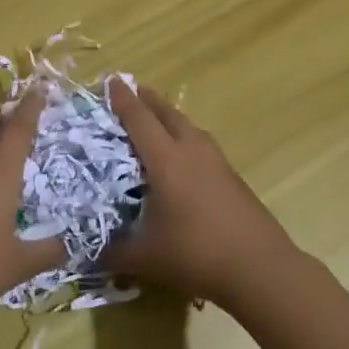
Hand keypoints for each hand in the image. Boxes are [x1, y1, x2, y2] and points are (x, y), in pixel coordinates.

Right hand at [106, 82, 301, 307]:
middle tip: (131, 92)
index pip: (139, 119)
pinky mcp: (231, 176)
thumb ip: (113, 252)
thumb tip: (88, 253)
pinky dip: (184, 137)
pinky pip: (200, 144)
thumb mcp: (145, 258)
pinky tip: (181, 156)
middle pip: (167, 114)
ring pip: (188, 126)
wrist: (260, 268)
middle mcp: (192, 151)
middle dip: (147, 100)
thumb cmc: (197, 255)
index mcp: (166, 160)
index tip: (110, 80)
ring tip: (154, 120)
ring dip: (168, 117)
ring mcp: (216, 161)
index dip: (123, 100)